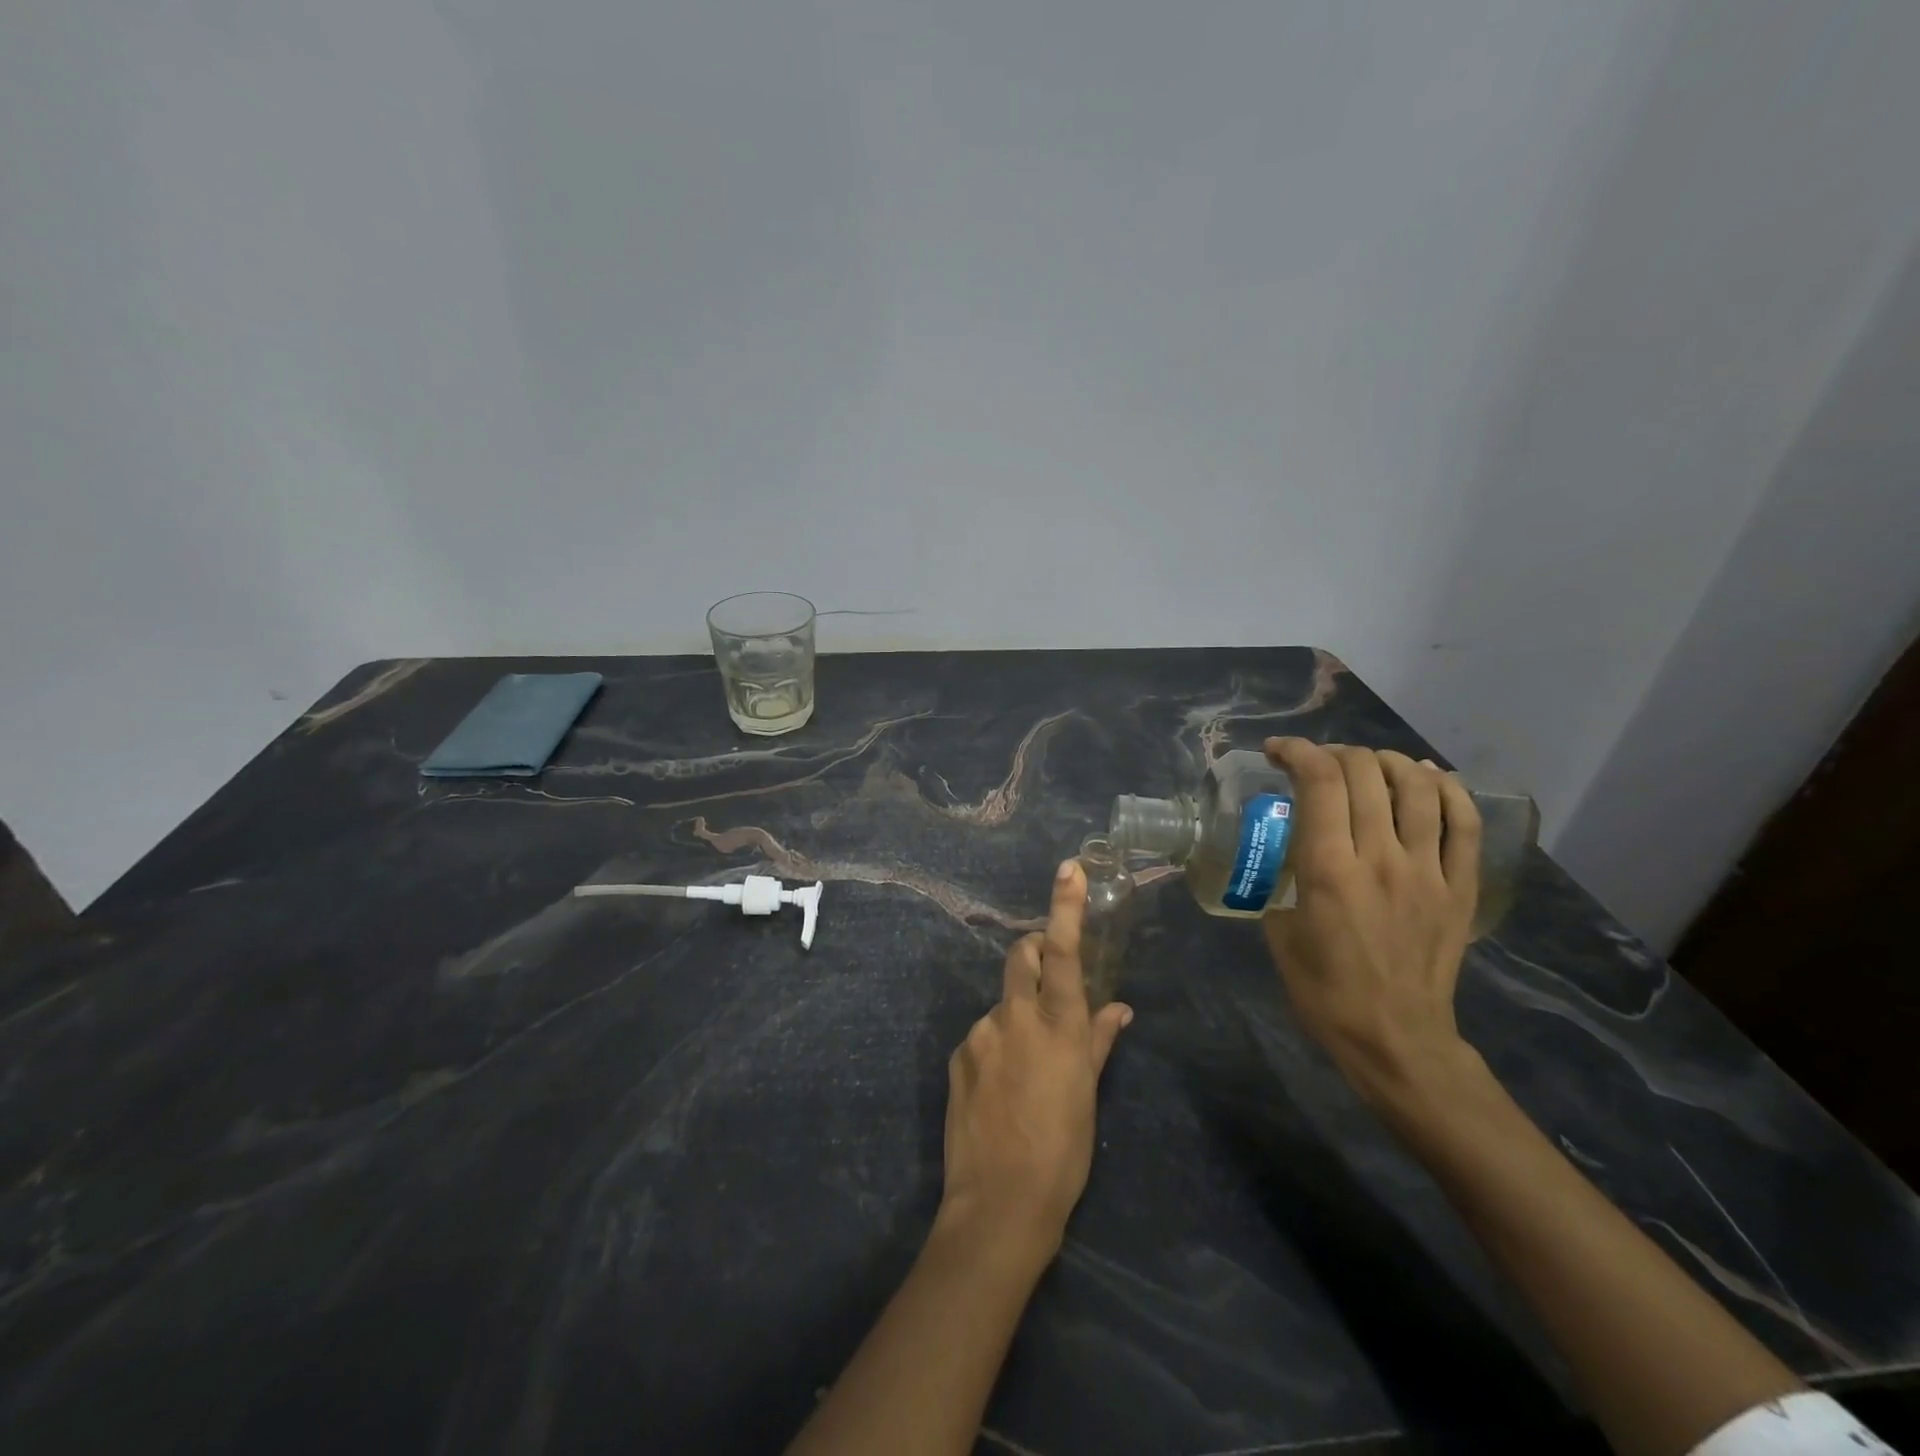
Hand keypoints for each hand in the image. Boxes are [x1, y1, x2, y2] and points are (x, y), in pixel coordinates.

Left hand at [939, 861, 1132, 1259]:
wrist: (998, 1203)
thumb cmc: (1062, 1152)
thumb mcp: (1089, 1095)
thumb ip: (1100, 1041)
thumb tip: (1118, 1008)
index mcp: (1059, 1026)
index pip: (1062, 952)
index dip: (1065, 907)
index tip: (1068, 868)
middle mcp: (1015, 1017)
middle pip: (1019, 956)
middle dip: (1032, 951)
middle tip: (1046, 978)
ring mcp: (980, 1033)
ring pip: (1002, 1002)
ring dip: (1016, 1015)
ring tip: (1026, 1069)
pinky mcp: (957, 1054)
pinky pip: (982, 1034)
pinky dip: (996, 1044)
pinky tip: (1002, 1087)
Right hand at [1261, 738, 1481, 1107]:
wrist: (1396, 1037)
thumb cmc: (1324, 991)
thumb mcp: (1279, 931)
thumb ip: (1283, 881)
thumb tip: (1287, 852)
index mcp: (1328, 869)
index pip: (1319, 782)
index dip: (1297, 751)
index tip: (1278, 752)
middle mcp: (1380, 857)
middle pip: (1365, 773)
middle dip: (1334, 753)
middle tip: (1317, 765)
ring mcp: (1427, 870)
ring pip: (1417, 787)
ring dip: (1387, 761)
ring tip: (1368, 764)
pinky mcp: (1460, 887)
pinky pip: (1462, 823)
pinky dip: (1447, 788)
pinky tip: (1427, 777)